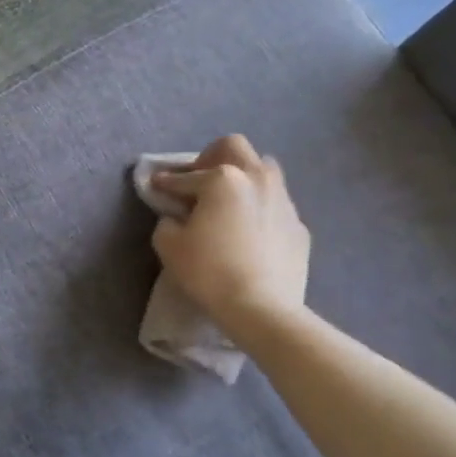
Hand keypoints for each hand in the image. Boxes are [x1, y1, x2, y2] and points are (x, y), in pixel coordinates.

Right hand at [151, 135, 311, 350]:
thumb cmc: (209, 271)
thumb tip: (176, 216)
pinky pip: (276, 204)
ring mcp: (283, 201)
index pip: (185, 176)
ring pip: (264, 171)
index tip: (156, 186)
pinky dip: (260, 209)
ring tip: (229, 203)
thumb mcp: (169, 245)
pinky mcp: (299, 226)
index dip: (166, 182)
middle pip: (234, 148)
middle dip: (211, 159)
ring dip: (242, 178)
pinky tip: (249, 233)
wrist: (261, 307)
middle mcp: (257, 179)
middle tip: (199, 183)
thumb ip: (167, 221)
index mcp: (223, 179)